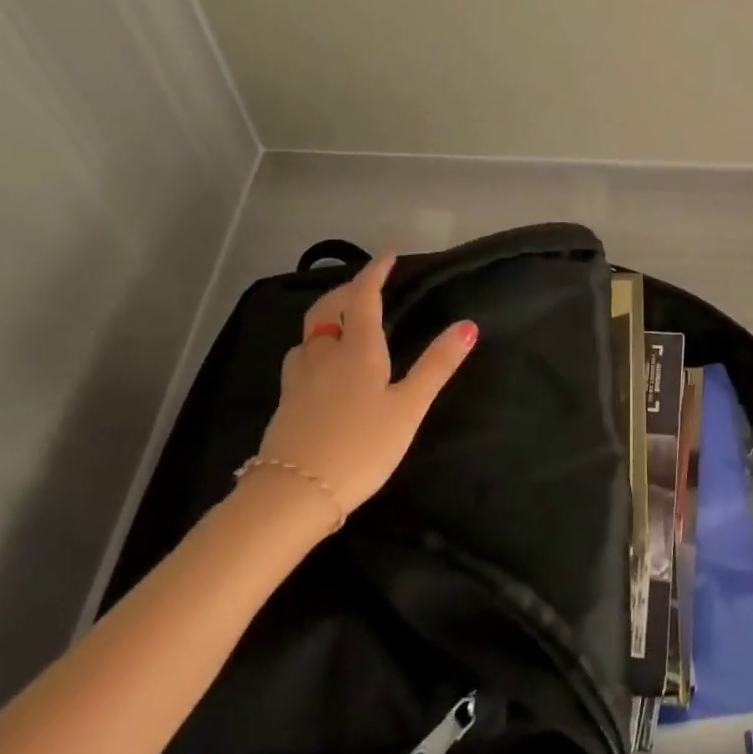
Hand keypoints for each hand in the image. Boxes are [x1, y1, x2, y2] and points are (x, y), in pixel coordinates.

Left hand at [243, 254, 477, 536]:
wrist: (293, 495)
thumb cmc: (361, 447)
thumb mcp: (409, 407)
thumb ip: (437, 365)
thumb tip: (468, 324)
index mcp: (357, 349)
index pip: (364, 297)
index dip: (375, 273)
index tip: (387, 258)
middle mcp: (324, 355)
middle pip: (327, 309)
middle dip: (345, 291)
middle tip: (363, 287)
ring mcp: (298, 380)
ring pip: (307, 336)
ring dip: (324, 320)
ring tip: (340, 326)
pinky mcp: (284, 405)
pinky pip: (298, 362)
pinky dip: (313, 350)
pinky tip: (319, 371)